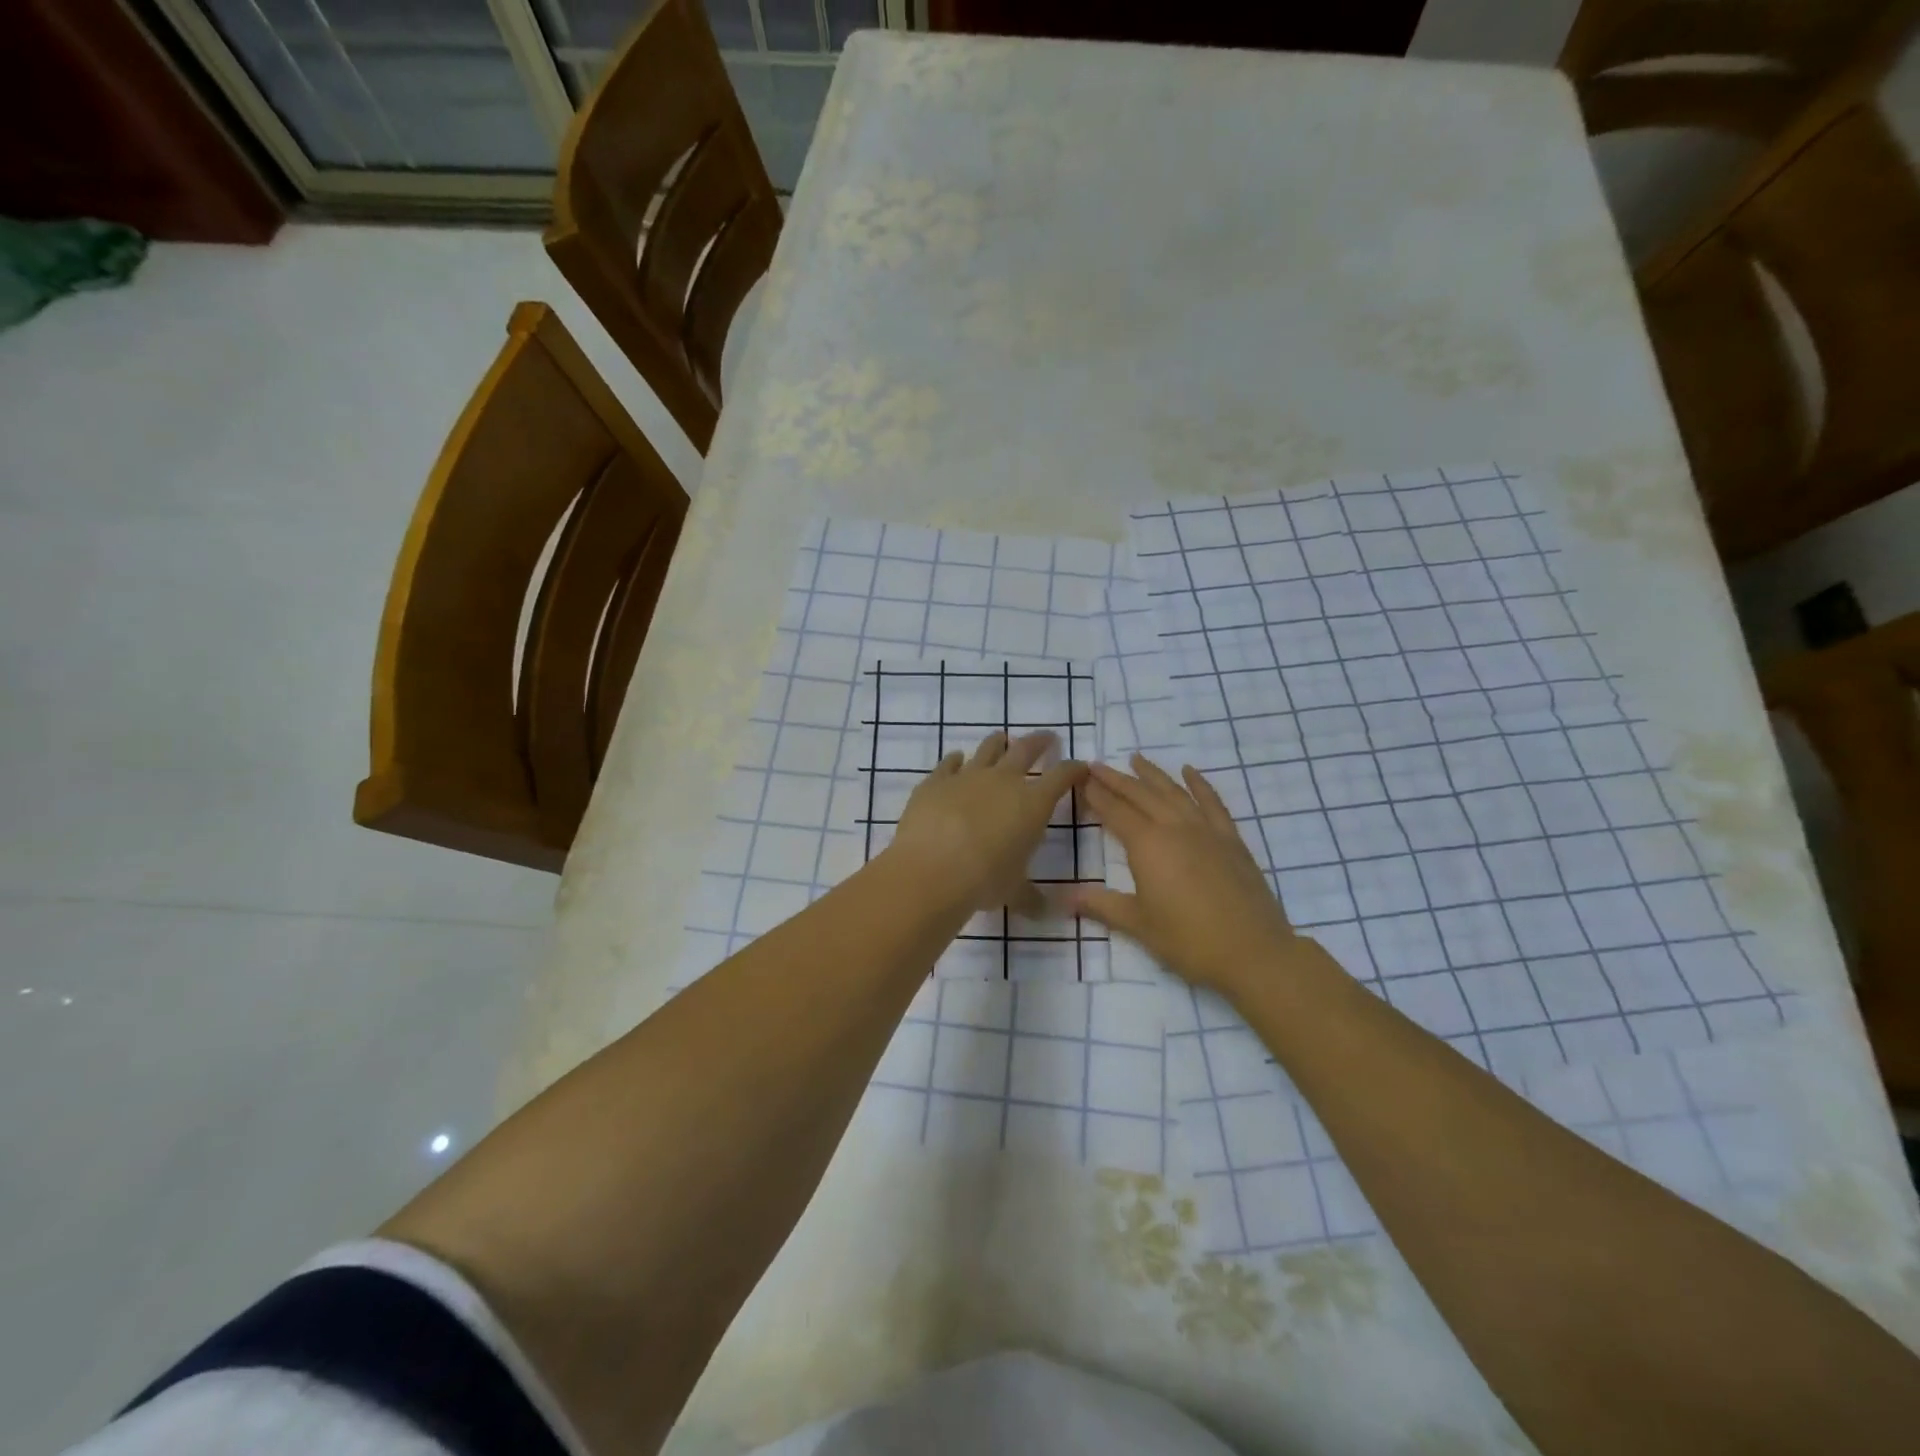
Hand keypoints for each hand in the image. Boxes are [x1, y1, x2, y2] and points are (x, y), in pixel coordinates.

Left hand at [884, 731, 1088, 916]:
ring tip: (1002, 739)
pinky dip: (955, 760)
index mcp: (1032, 804)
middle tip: (1047, 737)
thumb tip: (1047, 913)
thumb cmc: (984, 880)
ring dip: (998, 743)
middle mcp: (1004, 781)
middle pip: (1026, 750)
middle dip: (1040, 742)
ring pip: (988, 749)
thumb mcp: (1014, 891)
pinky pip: (949, 763)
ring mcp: (967, 776)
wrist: (933, 868)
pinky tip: (956, 759)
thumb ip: (1031, 897)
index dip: (1073, 770)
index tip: (1080, 767)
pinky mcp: (936, 781)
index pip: (1062, 777)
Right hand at [1066, 755, 1299, 993]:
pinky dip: (1200, 784)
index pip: (1115, 813)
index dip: (1097, 796)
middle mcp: (1174, 828)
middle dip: (1116, 779)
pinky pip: (1212, 803)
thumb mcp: (1139, 925)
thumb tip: (1064, 898)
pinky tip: (1190, 772)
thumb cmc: (1189, 941)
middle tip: (1096, 765)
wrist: (1253, 952)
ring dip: (1153, 774)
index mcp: (1148, 846)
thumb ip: (1101, 905)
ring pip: (1173, 793)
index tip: (1081, 780)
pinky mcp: (1231, 839)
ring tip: (1136, 758)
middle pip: (1141, 795)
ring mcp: (1206, 830)